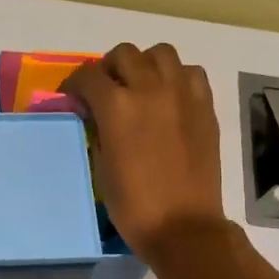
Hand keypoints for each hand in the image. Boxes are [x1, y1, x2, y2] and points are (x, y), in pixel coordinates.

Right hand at [64, 43, 227, 261]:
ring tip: (141, 87)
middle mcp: (150, 89)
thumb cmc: (134, 205)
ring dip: (145, 64)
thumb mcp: (101, 167)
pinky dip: (176, 77)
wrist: (183, 226)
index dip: (75, 84)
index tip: (73, 97)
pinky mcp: (205, 105)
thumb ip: (97, 131)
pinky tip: (170, 98)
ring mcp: (182, 94)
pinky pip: (190, 72)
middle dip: (109, 69)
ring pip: (161, 53)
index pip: (88, 76)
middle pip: (124, 54)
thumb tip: (96, 115)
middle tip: (106, 91)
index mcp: (117, 107)